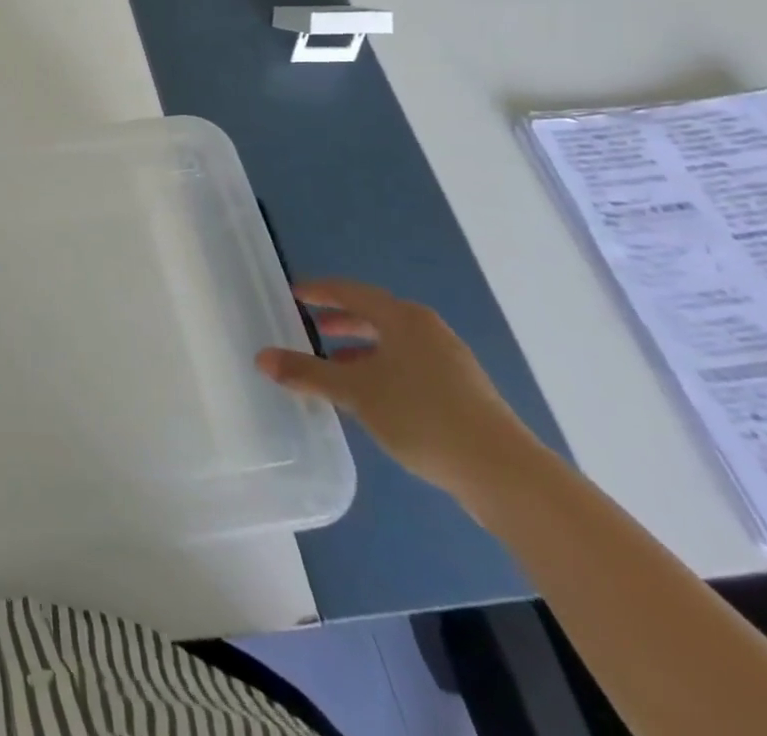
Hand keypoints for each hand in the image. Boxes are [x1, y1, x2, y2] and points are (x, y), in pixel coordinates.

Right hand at [254, 278, 537, 505]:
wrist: (505, 474)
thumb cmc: (421, 415)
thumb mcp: (354, 391)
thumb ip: (307, 372)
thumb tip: (261, 358)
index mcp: (403, 318)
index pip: (351, 292)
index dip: (319, 292)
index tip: (293, 294)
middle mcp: (428, 331)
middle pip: (375, 315)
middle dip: (341, 320)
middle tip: (310, 326)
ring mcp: (450, 363)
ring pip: (394, 344)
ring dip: (361, 349)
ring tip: (334, 364)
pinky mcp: (463, 393)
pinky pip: (409, 367)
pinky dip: (382, 370)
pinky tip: (369, 396)